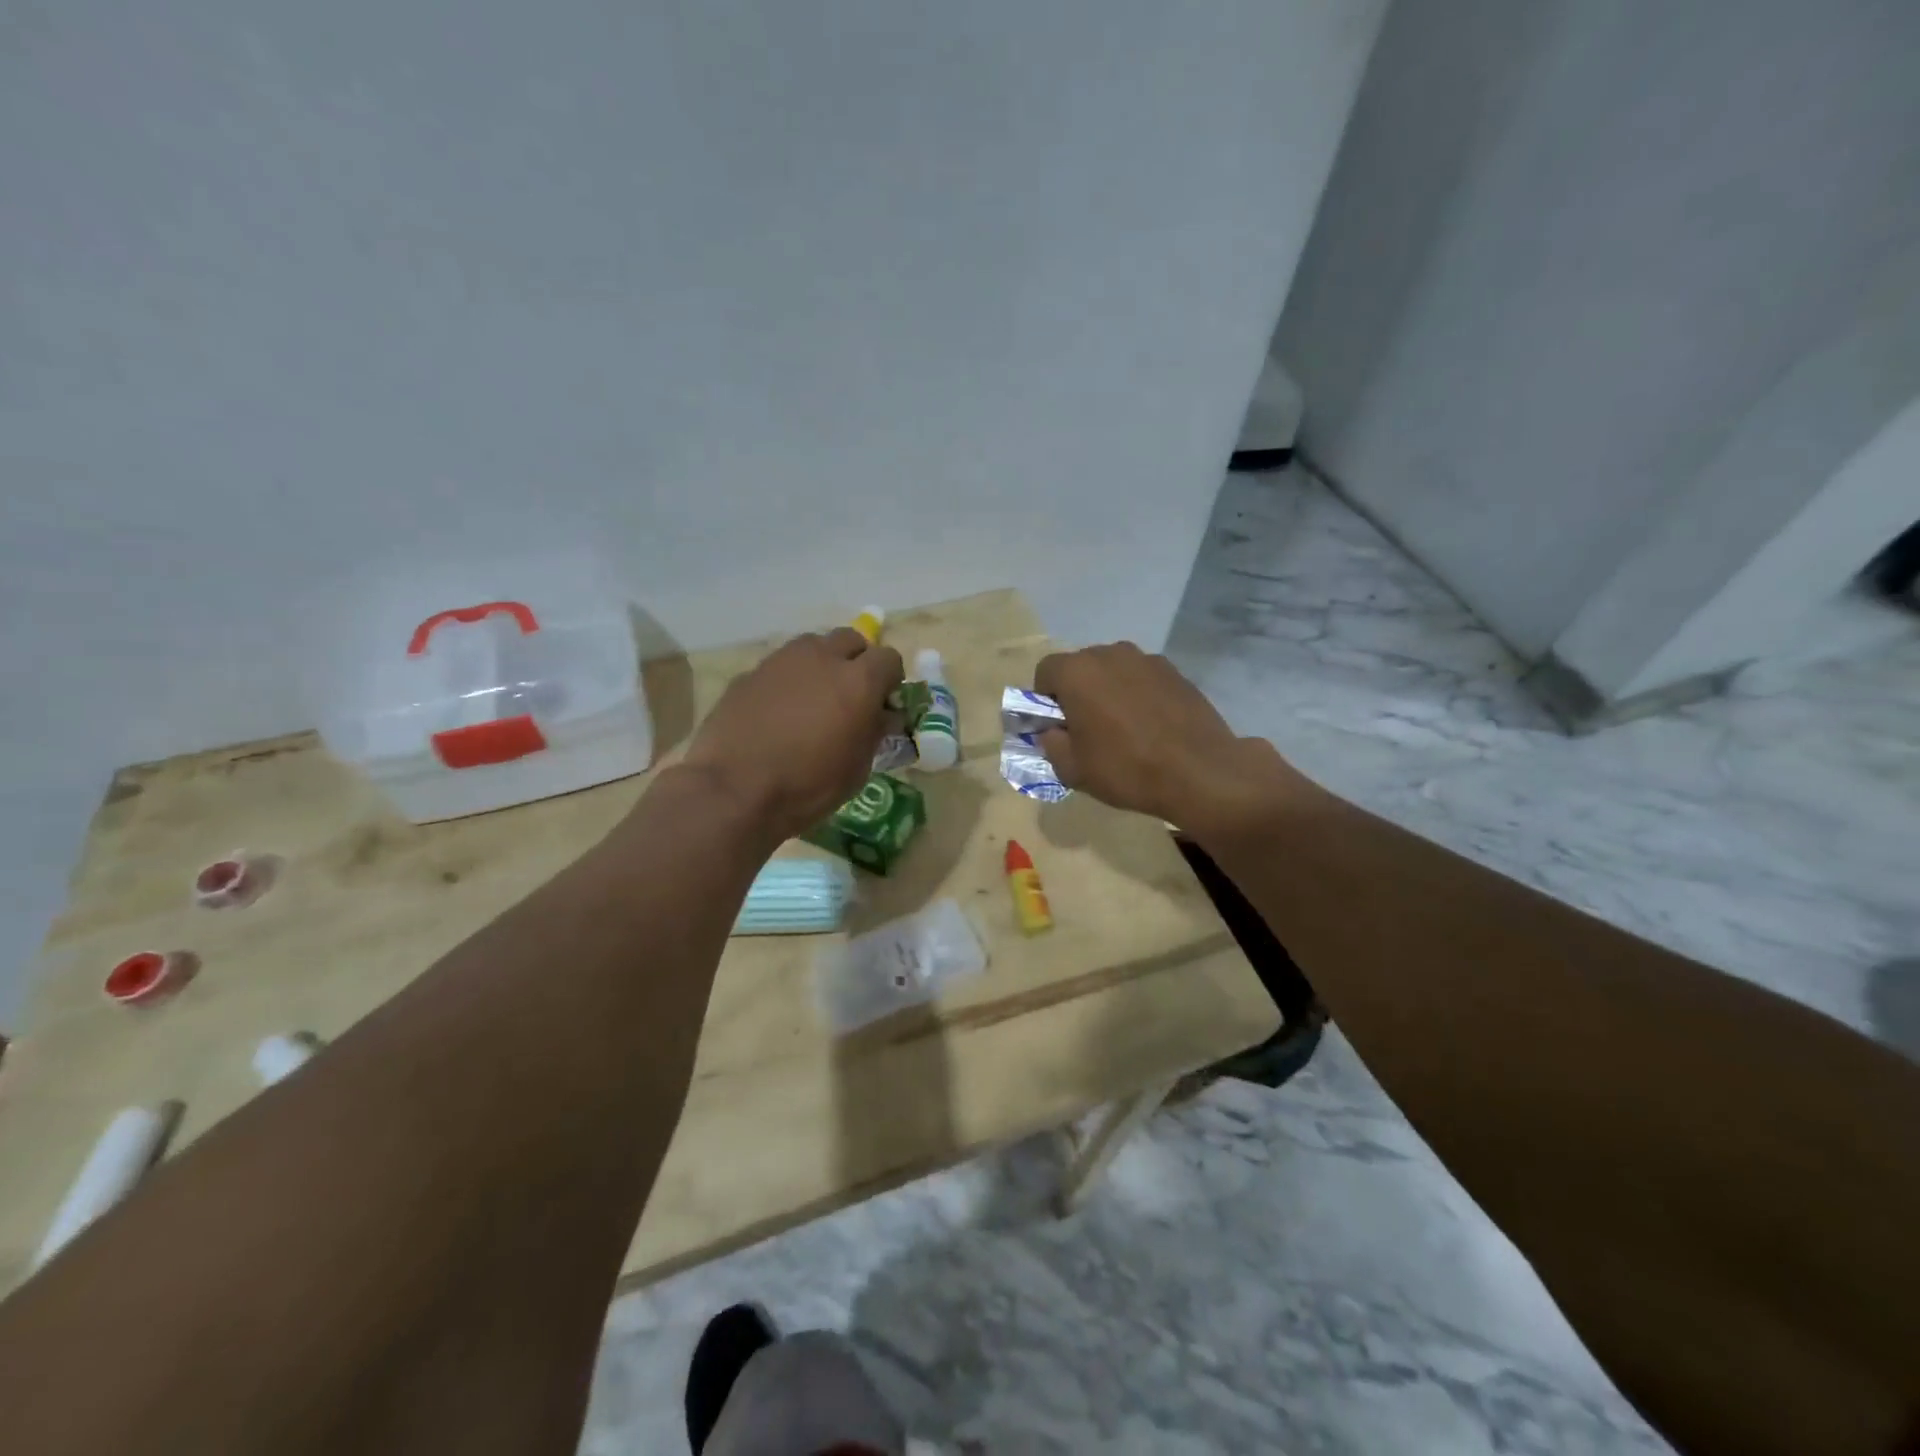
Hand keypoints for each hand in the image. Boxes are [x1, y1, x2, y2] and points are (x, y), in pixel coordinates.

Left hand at [681, 628, 904, 843]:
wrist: (734, 790)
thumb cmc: (808, 786)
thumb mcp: (857, 768)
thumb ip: (874, 732)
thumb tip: (882, 715)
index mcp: (859, 681)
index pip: (889, 658)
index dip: (890, 680)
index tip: (883, 704)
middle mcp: (822, 658)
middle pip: (851, 640)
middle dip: (857, 661)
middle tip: (851, 695)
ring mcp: (782, 661)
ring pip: (812, 646)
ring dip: (821, 664)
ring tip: (814, 699)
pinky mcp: (750, 673)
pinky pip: (780, 666)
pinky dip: (788, 681)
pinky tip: (778, 712)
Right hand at [1033, 642, 1308, 829]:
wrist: (1200, 772)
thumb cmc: (1126, 769)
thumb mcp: (1072, 769)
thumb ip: (1051, 743)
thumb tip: (1053, 731)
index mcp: (1078, 672)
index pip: (1046, 671)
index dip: (1045, 699)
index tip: (1058, 726)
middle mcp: (1110, 654)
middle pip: (1081, 666)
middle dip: (1078, 692)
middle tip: (1088, 729)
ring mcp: (1147, 659)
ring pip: (1114, 671)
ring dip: (1109, 691)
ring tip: (1123, 728)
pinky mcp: (1175, 672)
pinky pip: (1142, 678)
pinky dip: (1139, 695)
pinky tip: (1151, 726)